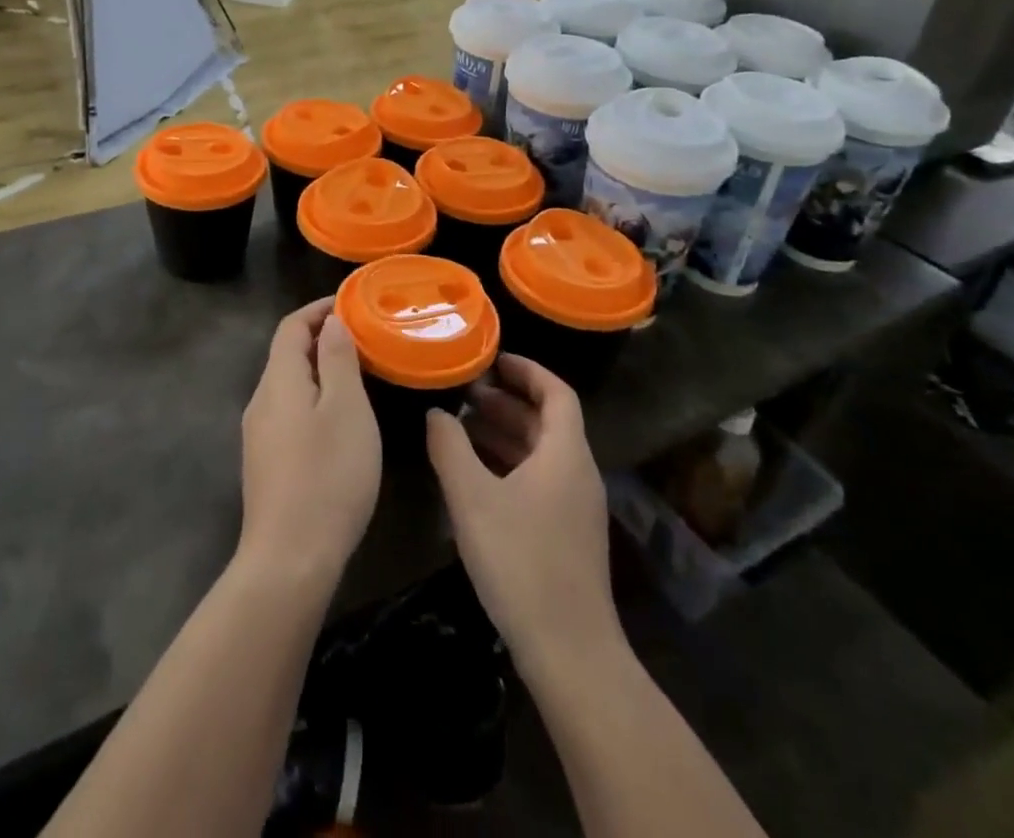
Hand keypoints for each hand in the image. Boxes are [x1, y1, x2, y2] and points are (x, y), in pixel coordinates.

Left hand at [238, 299, 381, 589]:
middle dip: (322, 338)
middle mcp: (261, 401)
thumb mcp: (346, 409)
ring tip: (359, 373)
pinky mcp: (266, 463)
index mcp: (278, 381)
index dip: (319, 309)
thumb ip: (338, 359)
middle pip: (287, 354)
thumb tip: (331, 321)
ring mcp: (260, 435)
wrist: (289, 560)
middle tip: (364, 338)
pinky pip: (290, 412)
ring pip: (290, 385)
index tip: (352, 303)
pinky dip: (315, 399)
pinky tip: (339, 420)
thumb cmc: (327, 475)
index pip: (291, 326)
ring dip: (320, 370)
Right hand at [427, 356, 618, 668]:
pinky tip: (476, 477)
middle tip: (466, 394)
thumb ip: (450, 448)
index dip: (527, 370)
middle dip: (507, 403)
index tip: (493, 360)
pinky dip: (509, 466)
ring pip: (541, 454)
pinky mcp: (567, 537)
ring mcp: (575, 508)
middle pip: (547, 422)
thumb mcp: (472, 498)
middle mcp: (577, 474)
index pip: (556, 392)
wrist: (569, 652)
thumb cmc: (520, 561)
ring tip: (461, 428)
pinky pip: (539, 481)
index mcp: (565, 454)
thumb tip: (436, 413)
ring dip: (505, 435)